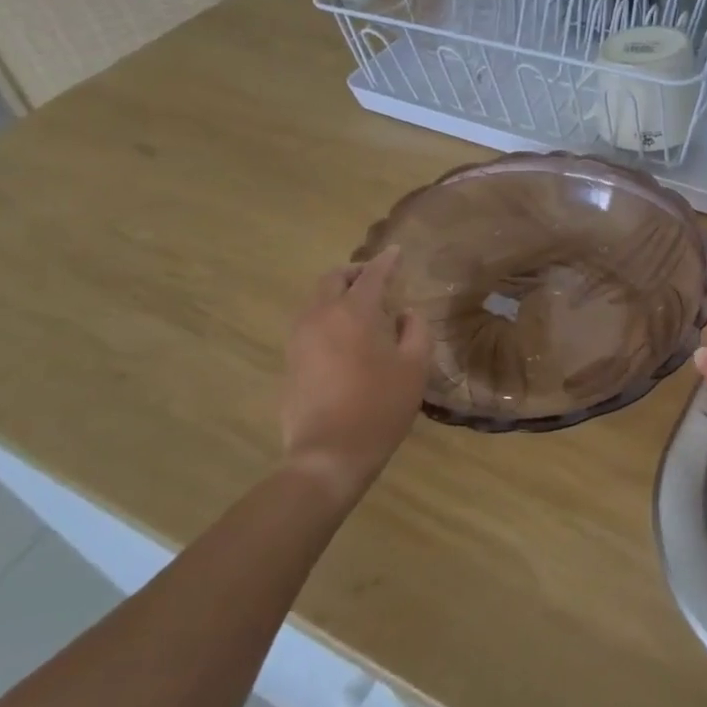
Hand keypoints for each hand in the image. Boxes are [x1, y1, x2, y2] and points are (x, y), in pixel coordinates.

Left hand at [280, 246, 429, 504]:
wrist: (328, 455)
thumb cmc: (379, 407)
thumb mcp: (414, 368)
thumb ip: (416, 331)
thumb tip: (406, 314)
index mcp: (354, 313)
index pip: (371, 275)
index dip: (386, 261)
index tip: (396, 252)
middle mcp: (320, 316)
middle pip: (332, 279)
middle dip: (354, 272)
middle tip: (374, 277)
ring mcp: (299, 339)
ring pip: (315, 300)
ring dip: (337, 294)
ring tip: (359, 306)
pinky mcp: (290, 362)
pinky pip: (308, 324)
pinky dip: (326, 317)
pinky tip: (343, 336)